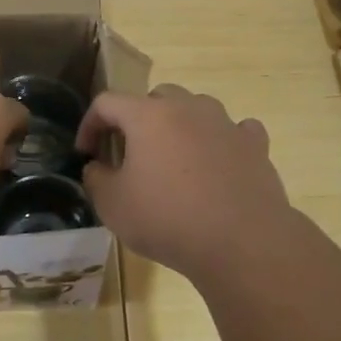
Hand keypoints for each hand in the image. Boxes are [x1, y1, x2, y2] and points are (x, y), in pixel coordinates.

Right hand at [77, 85, 292, 279]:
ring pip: (196, 109)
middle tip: (130, 154)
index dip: (90, 124)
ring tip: (175, 159)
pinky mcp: (254, 144)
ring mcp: (225, 123)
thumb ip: (95, 178)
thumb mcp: (112, 205)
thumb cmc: (167, 219)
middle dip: (137, 121)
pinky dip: (221, 141)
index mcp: (148, 116)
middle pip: (155, 98)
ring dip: (180, 126)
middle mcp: (188, 108)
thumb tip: (98, 167)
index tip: (86, 153)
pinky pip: (234, 130)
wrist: (241, 241)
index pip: (107, 102)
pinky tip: (218, 163)